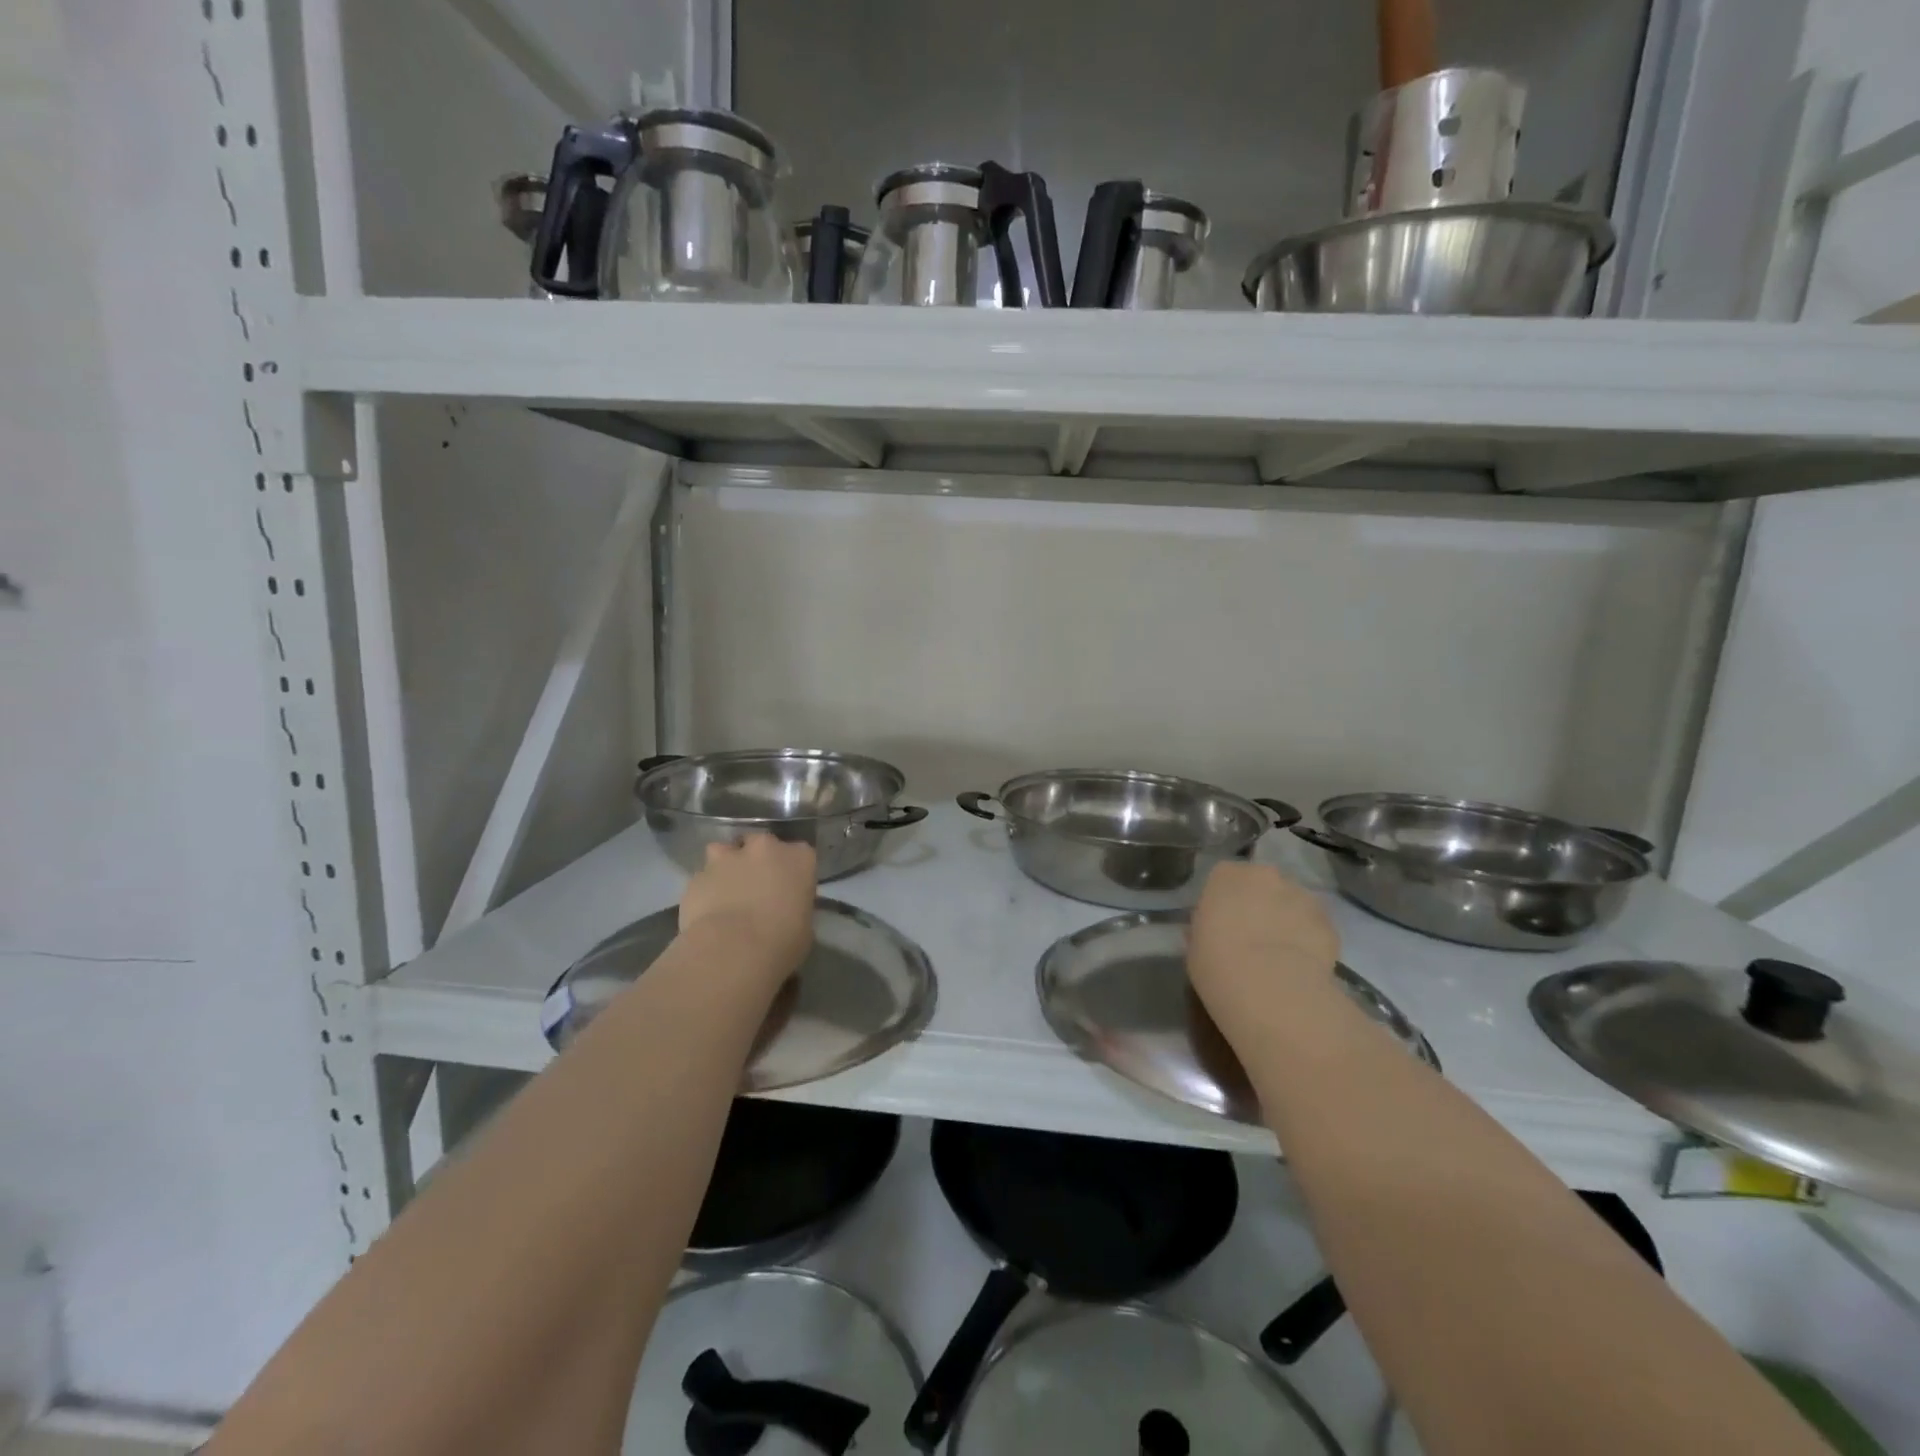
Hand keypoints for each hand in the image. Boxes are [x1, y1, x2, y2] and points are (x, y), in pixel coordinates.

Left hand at [679, 835, 816, 986]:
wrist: (732, 951)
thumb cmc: (782, 941)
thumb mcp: (805, 927)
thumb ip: (795, 908)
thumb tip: (785, 911)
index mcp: (799, 858)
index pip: (800, 853)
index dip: (792, 870)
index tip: (788, 888)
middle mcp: (765, 848)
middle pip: (761, 844)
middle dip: (758, 860)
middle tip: (757, 886)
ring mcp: (728, 857)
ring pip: (725, 851)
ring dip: (726, 865)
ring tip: (726, 891)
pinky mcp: (698, 875)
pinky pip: (703, 877)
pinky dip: (705, 889)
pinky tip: (706, 910)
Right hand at [1187, 861, 1338, 1037]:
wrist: (1271, 990)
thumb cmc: (1217, 963)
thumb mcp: (1195, 947)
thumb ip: (1204, 929)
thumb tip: (1211, 931)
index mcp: (1226, 876)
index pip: (1224, 877)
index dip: (1225, 900)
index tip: (1223, 923)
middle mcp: (1266, 875)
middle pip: (1263, 884)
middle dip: (1260, 903)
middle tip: (1253, 936)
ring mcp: (1302, 896)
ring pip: (1292, 903)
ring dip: (1287, 919)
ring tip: (1280, 955)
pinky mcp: (1329, 922)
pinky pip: (1314, 927)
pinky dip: (1309, 940)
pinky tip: (1301, 967)